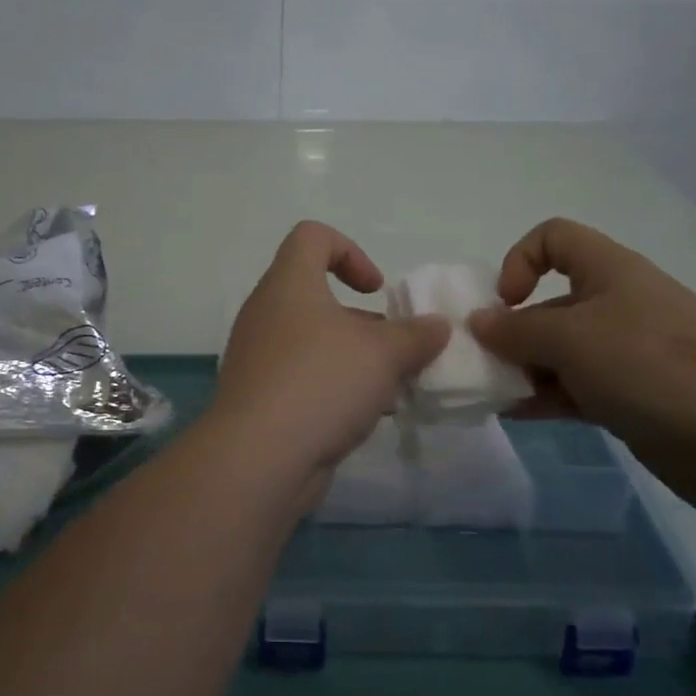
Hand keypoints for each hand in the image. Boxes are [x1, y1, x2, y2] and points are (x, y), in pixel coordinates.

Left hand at [211, 222, 449, 475]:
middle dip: (363, 320)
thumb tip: (437, 325)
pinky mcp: (259, 396)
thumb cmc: (322, 382)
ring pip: (314, 342)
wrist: (258, 458)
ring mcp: (258, 356)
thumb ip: (416, 335)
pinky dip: (334, 388)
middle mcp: (267, 312)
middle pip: (317, 295)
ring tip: (389, 389)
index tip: (377, 290)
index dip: (350, 251)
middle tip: (394, 348)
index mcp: (289, 284)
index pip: (312, 237)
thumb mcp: (384, 354)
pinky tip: (364, 418)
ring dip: (354, 359)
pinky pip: (302, 377)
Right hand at [469, 218, 695, 509]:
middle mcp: (620, 303)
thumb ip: (515, 330)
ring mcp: (631, 351)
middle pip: (552, 301)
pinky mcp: (636, 395)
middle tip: (488, 364)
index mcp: (611, 271)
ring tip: (497, 395)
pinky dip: (547, 396)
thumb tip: (478, 323)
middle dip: (514, 330)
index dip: (520, 259)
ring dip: (525, 368)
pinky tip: (517, 414)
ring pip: (563, 349)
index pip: (555, 237)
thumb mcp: (570, 339)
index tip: (506, 302)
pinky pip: (579, 385)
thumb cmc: (649, 366)